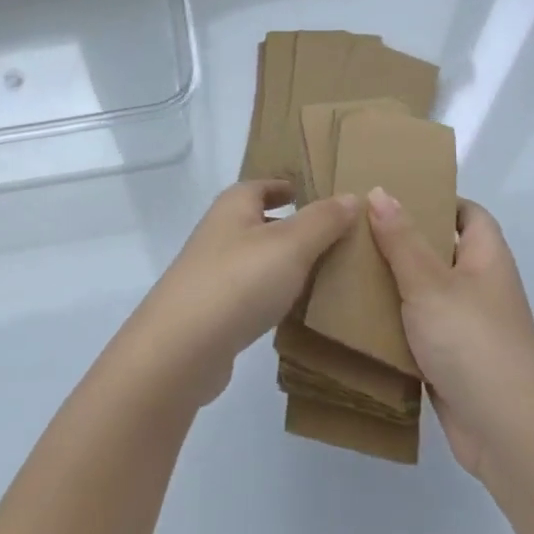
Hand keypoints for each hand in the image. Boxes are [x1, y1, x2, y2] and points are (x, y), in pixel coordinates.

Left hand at [120, 180, 357, 408]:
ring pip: (255, 258)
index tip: (311, 193)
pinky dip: (271, 293)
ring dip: (282, 262)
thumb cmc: (239, 281)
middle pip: (257, 220)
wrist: (182, 348)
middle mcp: (218, 232)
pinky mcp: (212, 311)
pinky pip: (250, 292)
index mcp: (233, 206)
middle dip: (289, 224)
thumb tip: (351, 196)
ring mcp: (211, 273)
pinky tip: (293, 308)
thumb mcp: (291, 244)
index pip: (262, 185)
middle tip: (331, 235)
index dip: (286, 186)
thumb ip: (323, 220)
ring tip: (322, 272)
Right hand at [368, 191, 533, 479]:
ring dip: (391, 281)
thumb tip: (380, 191)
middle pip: (440, 249)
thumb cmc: (473, 342)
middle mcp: (479, 285)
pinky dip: (392, 320)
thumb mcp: (430, 283)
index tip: (391, 194)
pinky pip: (416, 327)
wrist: (506, 434)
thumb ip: (402, 239)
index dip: (436, 199)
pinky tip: (354, 313)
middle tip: (354, 226)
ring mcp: (465, 324)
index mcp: (486, 257)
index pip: (467, 213)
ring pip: (423, 290)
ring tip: (345, 262)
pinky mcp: (449, 358)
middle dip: (401, 238)